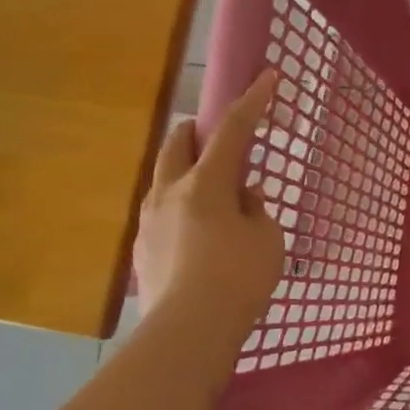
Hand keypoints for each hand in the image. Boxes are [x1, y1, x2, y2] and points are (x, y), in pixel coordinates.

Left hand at [134, 70, 286, 341]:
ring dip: (188, 173)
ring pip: (165, 177)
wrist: (189, 332)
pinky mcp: (142, 249)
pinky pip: (162, 212)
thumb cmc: (239, 278)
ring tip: (215, 199)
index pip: (233, 130)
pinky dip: (182, 208)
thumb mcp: (266, 238)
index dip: (253, 101)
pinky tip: (201, 237)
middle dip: (199, 131)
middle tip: (223, 143)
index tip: (267, 77)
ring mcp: (149, 221)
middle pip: (178, 142)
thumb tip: (241, 197)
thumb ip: (255, 208)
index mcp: (206, 184)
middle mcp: (169, 192)